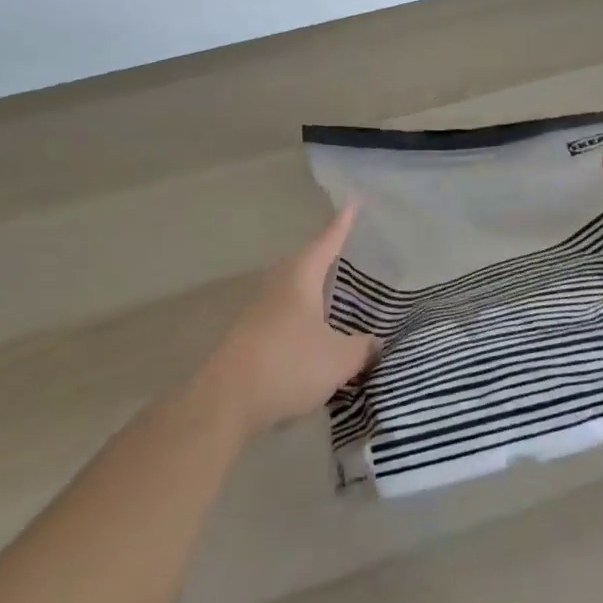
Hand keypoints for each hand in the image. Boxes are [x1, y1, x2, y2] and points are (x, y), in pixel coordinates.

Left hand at [197, 206, 381, 439]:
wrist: (228, 399)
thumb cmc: (289, 364)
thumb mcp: (338, 358)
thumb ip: (361, 348)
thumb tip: (374, 342)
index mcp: (300, 276)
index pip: (327, 242)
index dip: (342, 225)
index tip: (353, 203)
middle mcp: (278, 283)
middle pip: (306, 262)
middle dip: (327, 258)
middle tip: (348, 252)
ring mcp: (260, 308)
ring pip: (293, 290)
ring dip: (313, 291)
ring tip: (335, 295)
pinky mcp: (250, 334)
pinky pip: (284, 314)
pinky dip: (302, 317)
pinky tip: (313, 334)